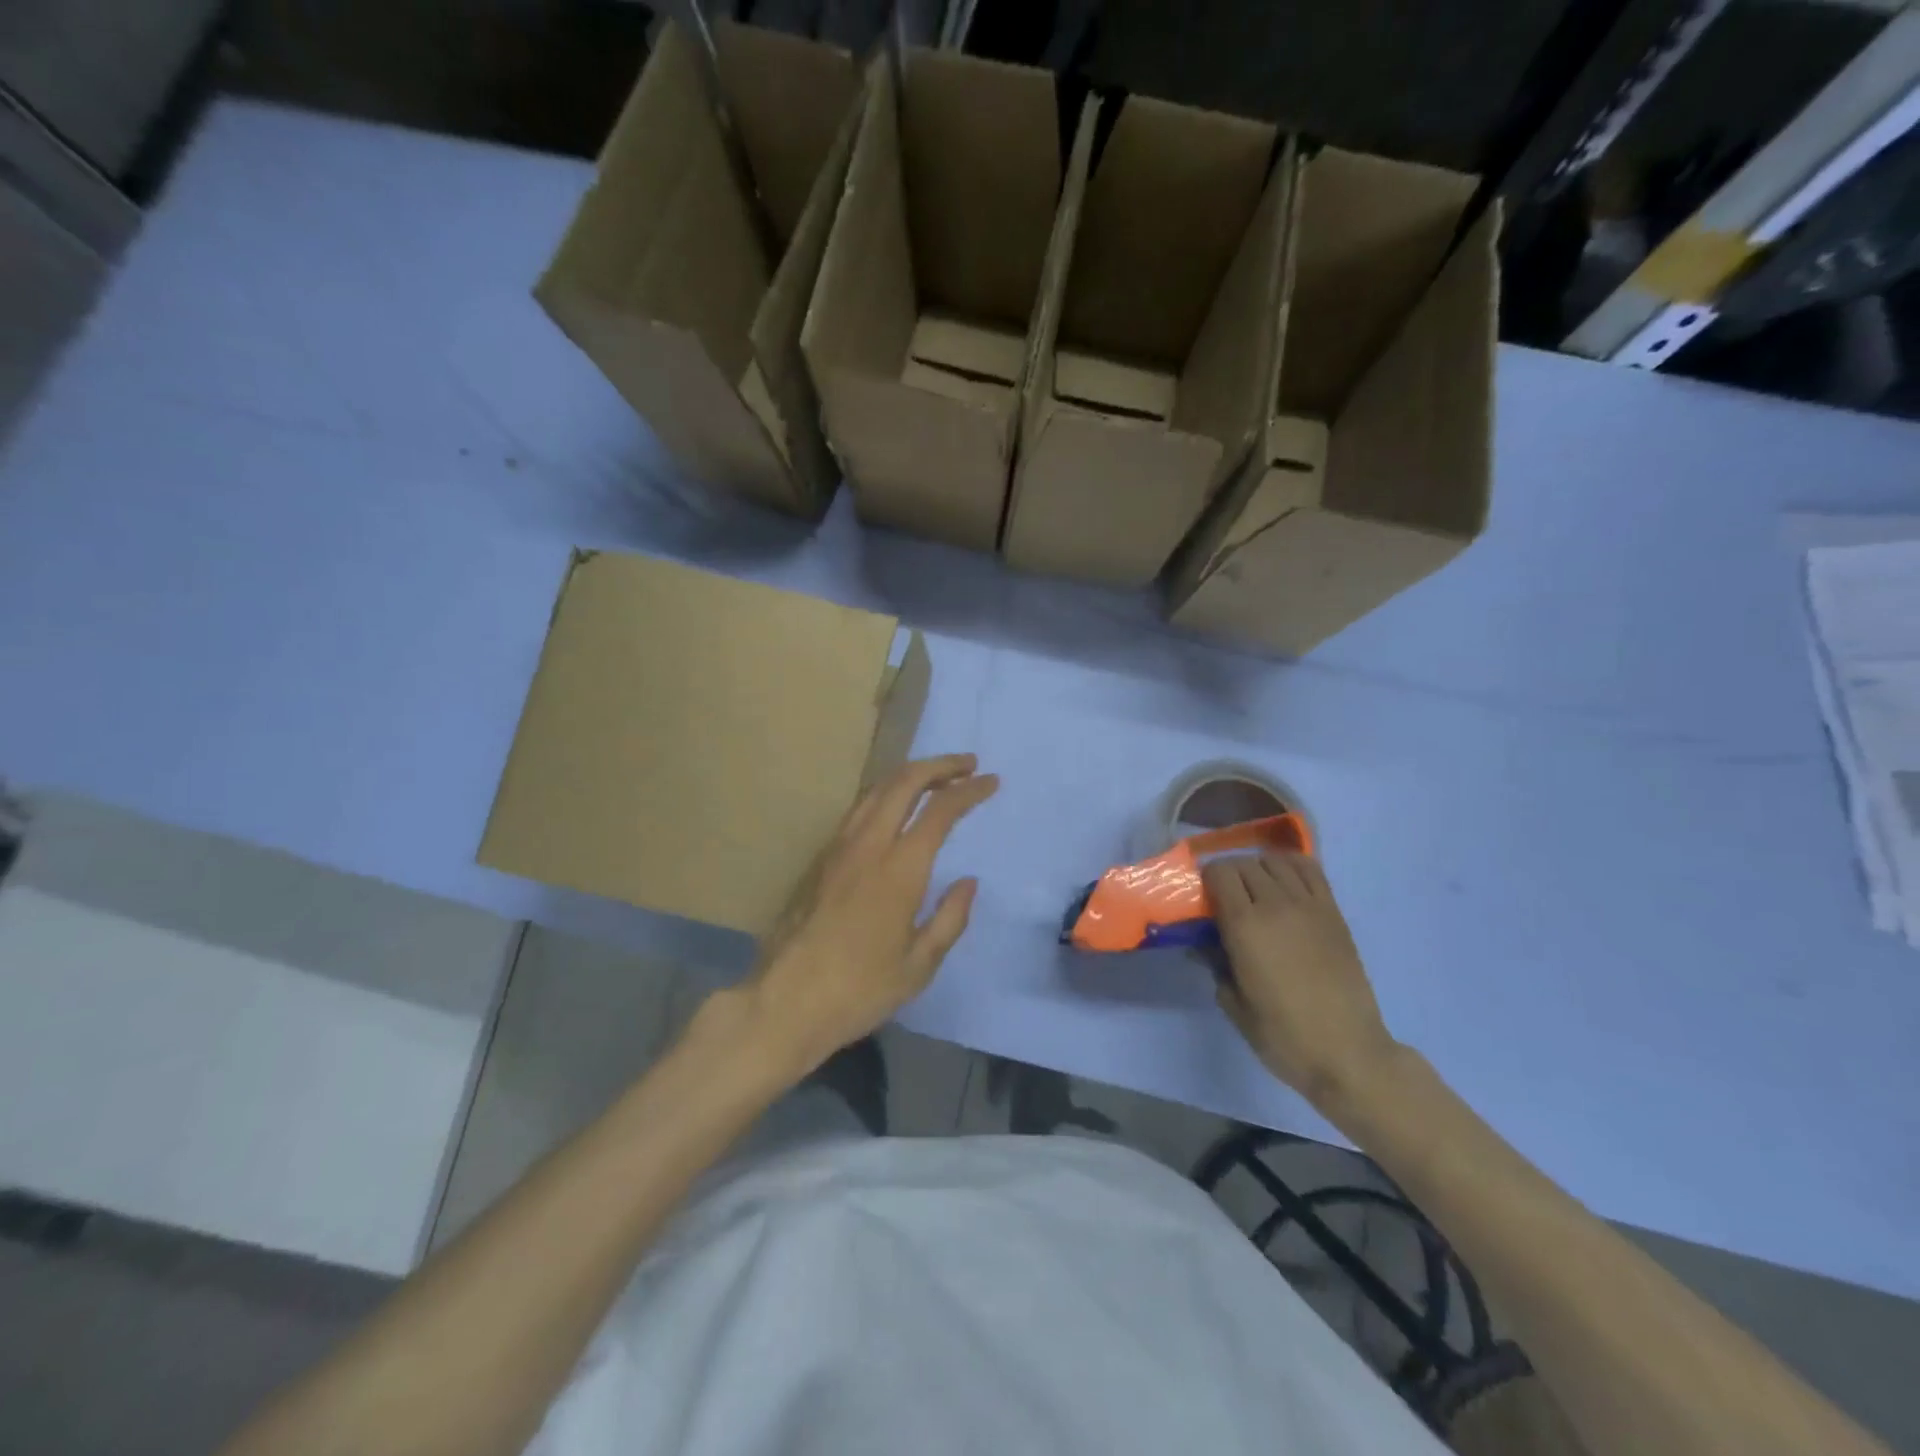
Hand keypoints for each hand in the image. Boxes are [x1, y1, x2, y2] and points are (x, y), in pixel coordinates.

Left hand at [745, 754, 998, 1077]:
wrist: (783, 1002)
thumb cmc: (858, 990)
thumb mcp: (918, 966)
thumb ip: (950, 918)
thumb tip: (968, 881)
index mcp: (899, 869)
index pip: (940, 810)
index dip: (969, 790)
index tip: (991, 782)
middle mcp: (867, 845)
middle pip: (903, 782)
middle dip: (939, 766)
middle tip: (967, 764)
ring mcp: (837, 848)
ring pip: (875, 790)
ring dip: (909, 775)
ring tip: (935, 778)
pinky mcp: (818, 860)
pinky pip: (857, 810)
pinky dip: (885, 795)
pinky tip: (894, 809)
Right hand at [1202, 851, 1399, 1114]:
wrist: (1348, 1052)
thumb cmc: (1284, 1035)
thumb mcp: (1234, 1005)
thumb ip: (1215, 965)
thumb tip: (1203, 944)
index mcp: (1245, 927)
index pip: (1219, 874)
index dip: (1206, 880)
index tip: (1203, 899)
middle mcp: (1275, 905)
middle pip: (1244, 864)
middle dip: (1228, 874)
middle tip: (1225, 898)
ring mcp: (1309, 906)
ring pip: (1275, 861)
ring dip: (1258, 868)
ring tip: (1255, 890)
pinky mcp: (1333, 913)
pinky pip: (1310, 870)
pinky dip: (1291, 865)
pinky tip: (1284, 882)